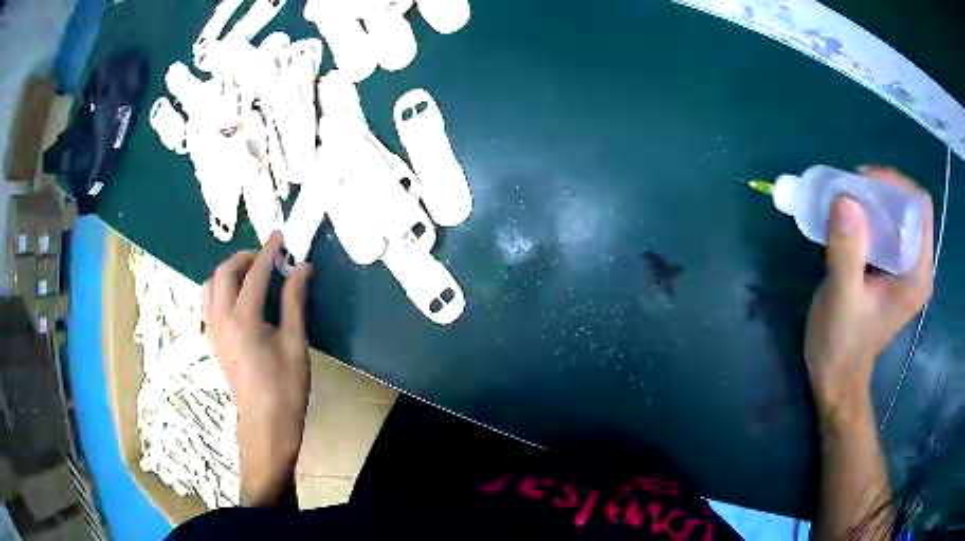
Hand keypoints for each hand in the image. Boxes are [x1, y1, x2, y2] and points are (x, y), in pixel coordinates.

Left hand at [202, 231, 312, 506]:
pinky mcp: (211, 339)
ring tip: (251, 275)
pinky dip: (220, 289)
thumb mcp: (295, 343)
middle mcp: (221, 318)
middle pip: (225, 272)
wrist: (264, 422)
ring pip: (210, 285)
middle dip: (245, 257)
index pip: (255, 273)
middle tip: (267, 258)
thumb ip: (295, 301)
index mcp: (244, 318)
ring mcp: (212, 329)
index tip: (280, 235)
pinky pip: (208, 301)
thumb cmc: (285, 386)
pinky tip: (237, 298)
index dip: (269, 251)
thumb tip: (302, 268)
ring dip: (229, 272)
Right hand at [804, 166, 933, 426]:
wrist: (837, 378)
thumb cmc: (841, 345)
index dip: (895, 184)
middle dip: (881, 191)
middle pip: (909, 207)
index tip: (863, 182)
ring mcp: (907, 270)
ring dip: (874, 202)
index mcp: (917, 275)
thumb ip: (846, 251)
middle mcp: (918, 267)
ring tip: (847, 203)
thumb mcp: (841, 299)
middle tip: (850, 190)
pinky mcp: (893, 272)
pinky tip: (850, 223)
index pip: (919, 207)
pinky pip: (888, 229)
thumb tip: (845, 199)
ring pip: (898, 215)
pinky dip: (870, 217)